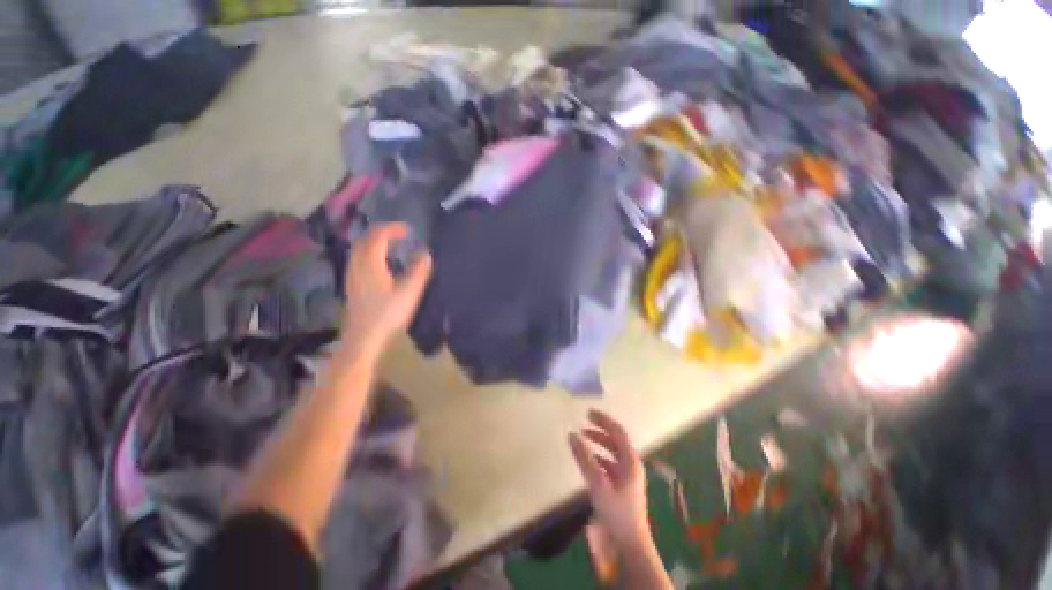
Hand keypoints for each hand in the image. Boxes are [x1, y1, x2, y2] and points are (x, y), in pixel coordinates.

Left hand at [341, 223, 431, 361]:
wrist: (363, 339)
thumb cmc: (388, 315)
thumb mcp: (409, 292)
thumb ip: (419, 271)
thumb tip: (425, 253)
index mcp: (370, 264)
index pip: (378, 236)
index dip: (393, 228)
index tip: (409, 230)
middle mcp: (357, 266)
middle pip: (365, 240)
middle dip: (383, 233)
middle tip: (400, 236)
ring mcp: (352, 276)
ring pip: (360, 251)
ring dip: (376, 244)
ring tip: (393, 248)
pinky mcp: (353, 286)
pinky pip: (359, 261)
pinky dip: (372, 255)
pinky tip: (383, 267)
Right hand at [569, 410, 651, 551]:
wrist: (631, 544)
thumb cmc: (616, 512)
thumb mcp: (598, 483)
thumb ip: (584, 458)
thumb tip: (571, 434)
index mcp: (630, 460)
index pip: (617, 431)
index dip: (603, 419)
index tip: (588, 412)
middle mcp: (632, 464)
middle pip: (617, 439)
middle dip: (601, 428)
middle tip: (585, 420)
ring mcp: (629, 475)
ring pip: (614, 451)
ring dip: (600, 441)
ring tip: (585, 436)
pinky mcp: (624, 485)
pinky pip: (612, 462)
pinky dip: (601, 456)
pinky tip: (591, 459)